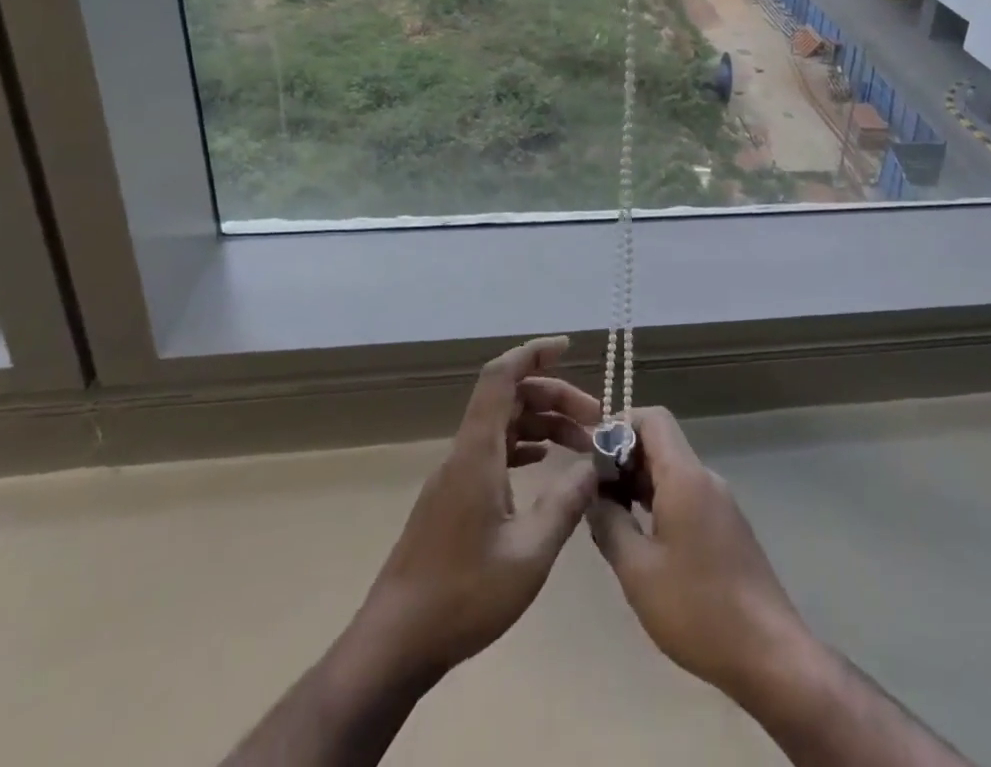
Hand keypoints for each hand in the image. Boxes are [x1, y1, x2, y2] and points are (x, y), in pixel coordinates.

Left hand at [355, 336, 601, 678]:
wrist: (395, 644)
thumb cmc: (463, 596)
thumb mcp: (530, 554)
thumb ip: (566, 503)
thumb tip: (594, 465)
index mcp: (477, 452)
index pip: (501, 377)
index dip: (533, 353)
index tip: (568, 347)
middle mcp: (464, 452)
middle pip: (509, 398)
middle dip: (554, 396)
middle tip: (595, 418)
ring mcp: (456, 475)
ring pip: (503, 424)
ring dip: (542, 423)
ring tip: (582, 443)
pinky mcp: (453, 498)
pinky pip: (493, 449)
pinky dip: (524, 445)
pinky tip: (546, 463)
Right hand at [588, 406, 811, 702]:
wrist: (769, 652)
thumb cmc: (697, 608)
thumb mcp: (638, 571)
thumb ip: (609, 524)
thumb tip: (592, 495)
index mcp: (684, 476)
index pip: (653, 419)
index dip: (620, 425)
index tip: (593, 456)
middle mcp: (705, 478)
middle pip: (662, 444)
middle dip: (624, 459)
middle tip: (594, 494)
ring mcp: (720, 503)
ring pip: (673, 473)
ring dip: (640, 484)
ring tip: (611, 518)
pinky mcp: (727, 528)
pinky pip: (687, 497)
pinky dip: (659, 503)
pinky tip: (643, 541)